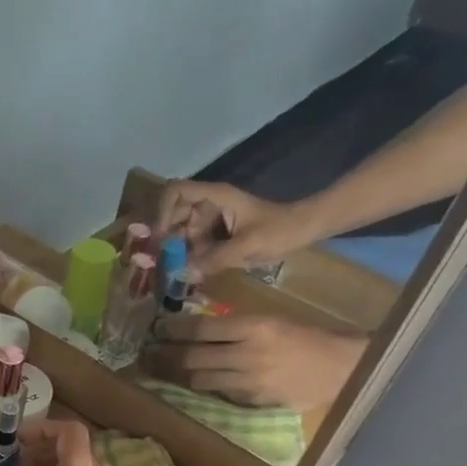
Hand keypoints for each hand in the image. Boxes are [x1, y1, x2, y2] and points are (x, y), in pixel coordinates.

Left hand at [142, 313, 366, 409]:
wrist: (344, 369)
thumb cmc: (310, 337)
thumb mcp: (273, 320)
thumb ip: (236, 326)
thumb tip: (195, 329)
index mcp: (255, 327)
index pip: (201, 329)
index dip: (173, 330)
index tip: (157, 329)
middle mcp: (247, 354)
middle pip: (192, 357)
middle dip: (164, 355)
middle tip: (145, 354)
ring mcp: (249, 381)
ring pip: (199, 379)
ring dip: (175, 375)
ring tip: (155, 370)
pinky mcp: (253, 401)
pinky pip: (218, 394)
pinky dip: (201, 387)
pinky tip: (186, 383)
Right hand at [156, 180, 315, 275]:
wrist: (305, 230)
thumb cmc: (280, 230)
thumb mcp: (248, 246)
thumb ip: (215, 259)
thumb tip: (183, 273)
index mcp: (215, 197)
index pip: (175, 191)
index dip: (162, 211)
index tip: (161, 237)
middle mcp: (208, 205)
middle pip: (172, 215)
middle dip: (165, 238)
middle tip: (163, 262)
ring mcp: (211, 218)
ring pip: (180, 231)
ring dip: (175, 250)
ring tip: (175, 270)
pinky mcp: (215, 233)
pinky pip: (192, 243)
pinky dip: (187, 256)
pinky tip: (187, 271)